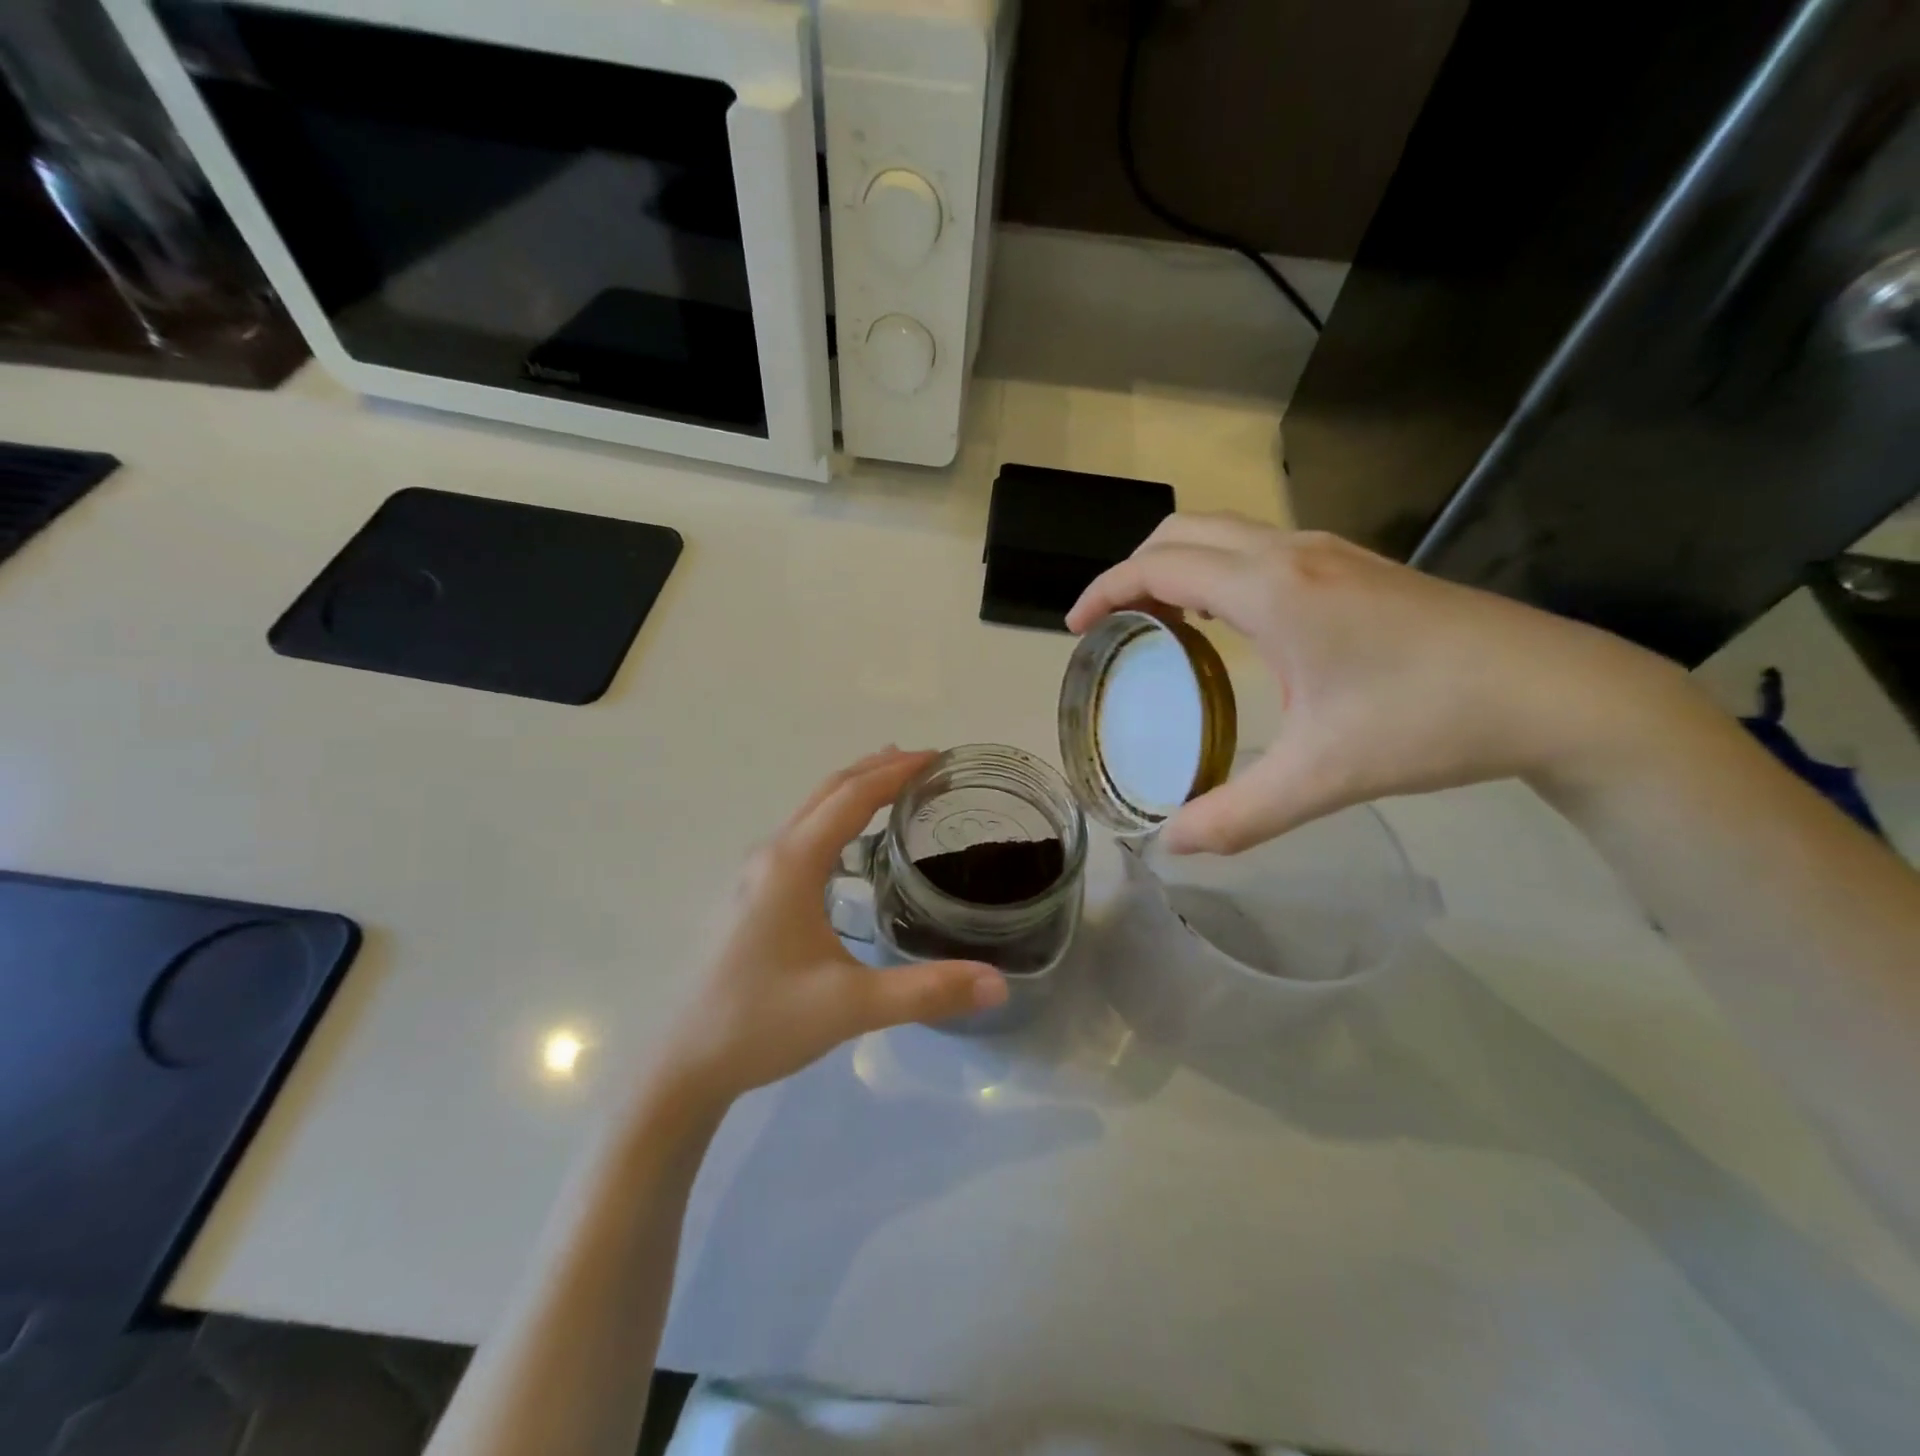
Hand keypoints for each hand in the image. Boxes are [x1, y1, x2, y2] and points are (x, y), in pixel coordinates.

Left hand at [658, 749, 1007, 1102]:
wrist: (686, 1061)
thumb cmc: (764, 1023)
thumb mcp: (853, 1008)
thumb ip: (928, 992)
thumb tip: (999, 983)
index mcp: (793, 864)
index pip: (852, 797)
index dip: (896, 772)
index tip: (938, 758)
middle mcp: (771, 855)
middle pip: (828, 791)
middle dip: (877, 769)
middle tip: (926, 763)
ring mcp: (754, 873)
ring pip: (810, 810)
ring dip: (853, 790)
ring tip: (895, 786)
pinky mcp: (750, 893)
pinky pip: (799, 834)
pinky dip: (834, 817)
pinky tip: (850, 846)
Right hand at [1067, 514, 1715, 854]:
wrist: (1555, 690)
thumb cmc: (1431, 722)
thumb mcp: (1324, 776)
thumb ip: (1238, 815)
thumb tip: (1171, 848)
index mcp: (1273, 591)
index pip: (1160, 566)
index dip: (1105, 590)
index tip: (1075, 628)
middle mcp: (1292, 554)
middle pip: (1183, 531)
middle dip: (1133, 569)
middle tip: (1112, 625)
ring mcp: (1328, 552)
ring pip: (1223, 532)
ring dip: (1176, 565)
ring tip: (1158, 623)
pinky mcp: (1353, 564)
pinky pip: (1257, 548)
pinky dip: (1216, 570)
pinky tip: (1226, 625)